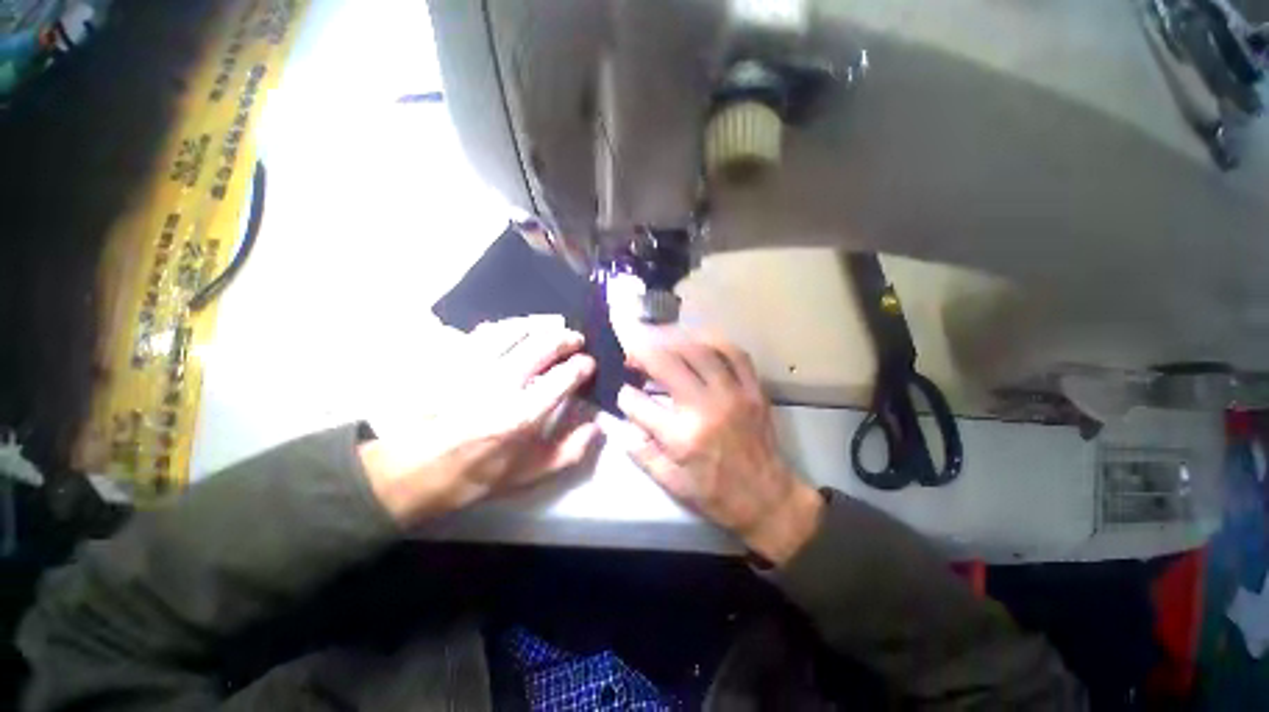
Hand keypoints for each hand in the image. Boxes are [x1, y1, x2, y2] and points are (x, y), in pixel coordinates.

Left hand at [358, 316, 599, 525]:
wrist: (414, 471)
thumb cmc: (476, 474)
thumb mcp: (529, 474)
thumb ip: (569, 451)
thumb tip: (596, 425)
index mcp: (522, 415)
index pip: (564, 376)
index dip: (582, 365)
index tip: (589, 364)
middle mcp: (500, 384)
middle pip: (542, 345)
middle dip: (566, 338)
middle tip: (576, 340)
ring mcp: (473, 368)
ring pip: (514, 330)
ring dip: (540, 324)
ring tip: (552, 326)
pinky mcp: (452, 360)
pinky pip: (484, 331)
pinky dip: (507, 326)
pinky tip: (516, 329)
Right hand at [614, 328, 822, 564]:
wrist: (767, 498)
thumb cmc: (714, 493)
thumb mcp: (669, 482)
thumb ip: (640, 449)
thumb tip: (618, 420)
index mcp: (681, 436)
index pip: (638, 403)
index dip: (625, 395)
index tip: (623, 393)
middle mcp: (706, 407)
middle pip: (667, 363)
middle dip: (642, 352)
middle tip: (632, 353)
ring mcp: (733, 394)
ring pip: (699, 350)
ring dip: (672, 339)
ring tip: (657, 340)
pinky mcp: (753, 390)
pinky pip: (734, 353)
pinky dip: (713, 341)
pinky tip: (697, 341)